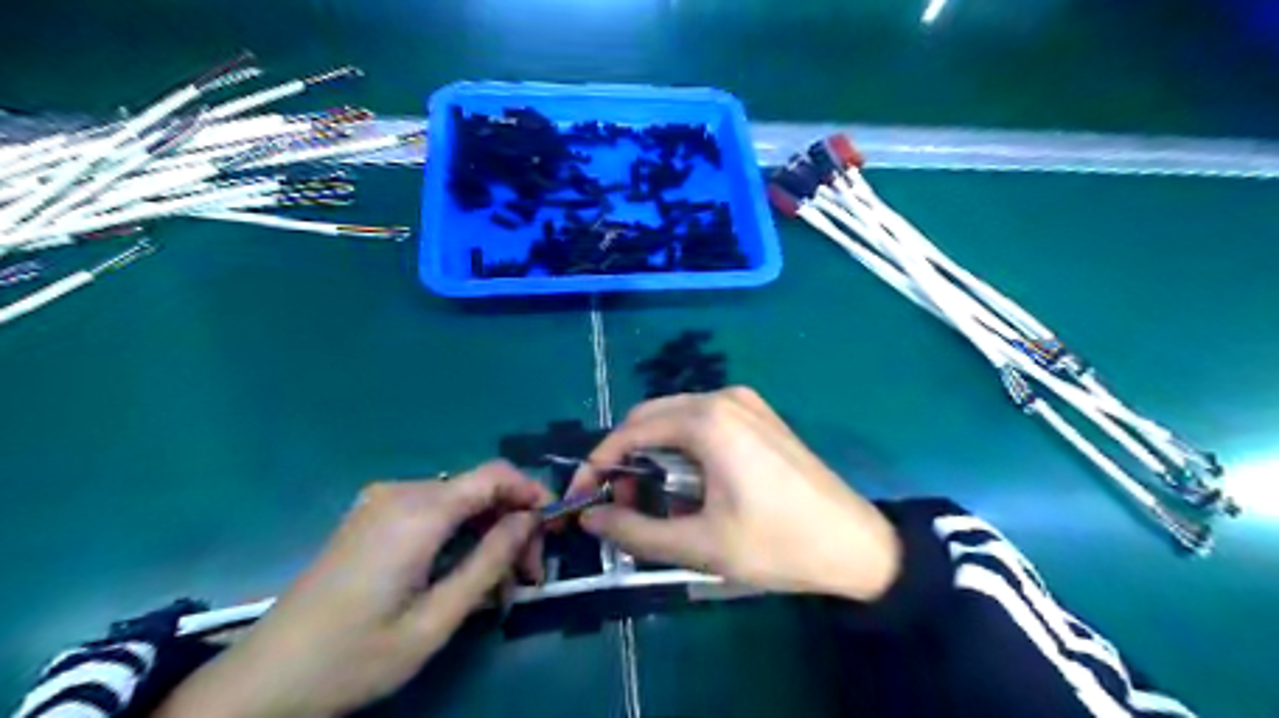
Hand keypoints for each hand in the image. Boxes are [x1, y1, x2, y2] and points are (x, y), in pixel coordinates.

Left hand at [153, 459, 548, 717]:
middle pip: (479, 489)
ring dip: (487, 535)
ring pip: (459, 502)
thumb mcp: (435, 621)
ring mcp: (381, 502)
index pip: (495, 474)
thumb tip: (529, 520)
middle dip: (511, 526)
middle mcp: (401, 493)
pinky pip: (433, 512)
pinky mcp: (372, 517)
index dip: (532, 493)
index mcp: (417, 513)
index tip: (552, 531)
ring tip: (497, 588)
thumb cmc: (354, 657)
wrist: (263, 682)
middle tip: (526, 579)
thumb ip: (489, 562)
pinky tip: (461, 574)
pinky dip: (459, 536)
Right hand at [570, 387, 897, 599]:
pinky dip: (682, 449)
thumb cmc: (777, 544)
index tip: (582, 499)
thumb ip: (635, 532)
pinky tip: (690, 485)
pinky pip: (703, 422)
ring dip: (654, 454)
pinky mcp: (758, 414)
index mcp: (707, 420)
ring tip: (653, 501)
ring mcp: (744, 401)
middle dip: (625, 457)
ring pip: (675, 419)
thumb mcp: (700, 545)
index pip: (630, 431)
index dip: (598, 465)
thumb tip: (591, 520)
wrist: (855, 544)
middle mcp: (722, 397)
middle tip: (619, 503)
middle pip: (650, 418)